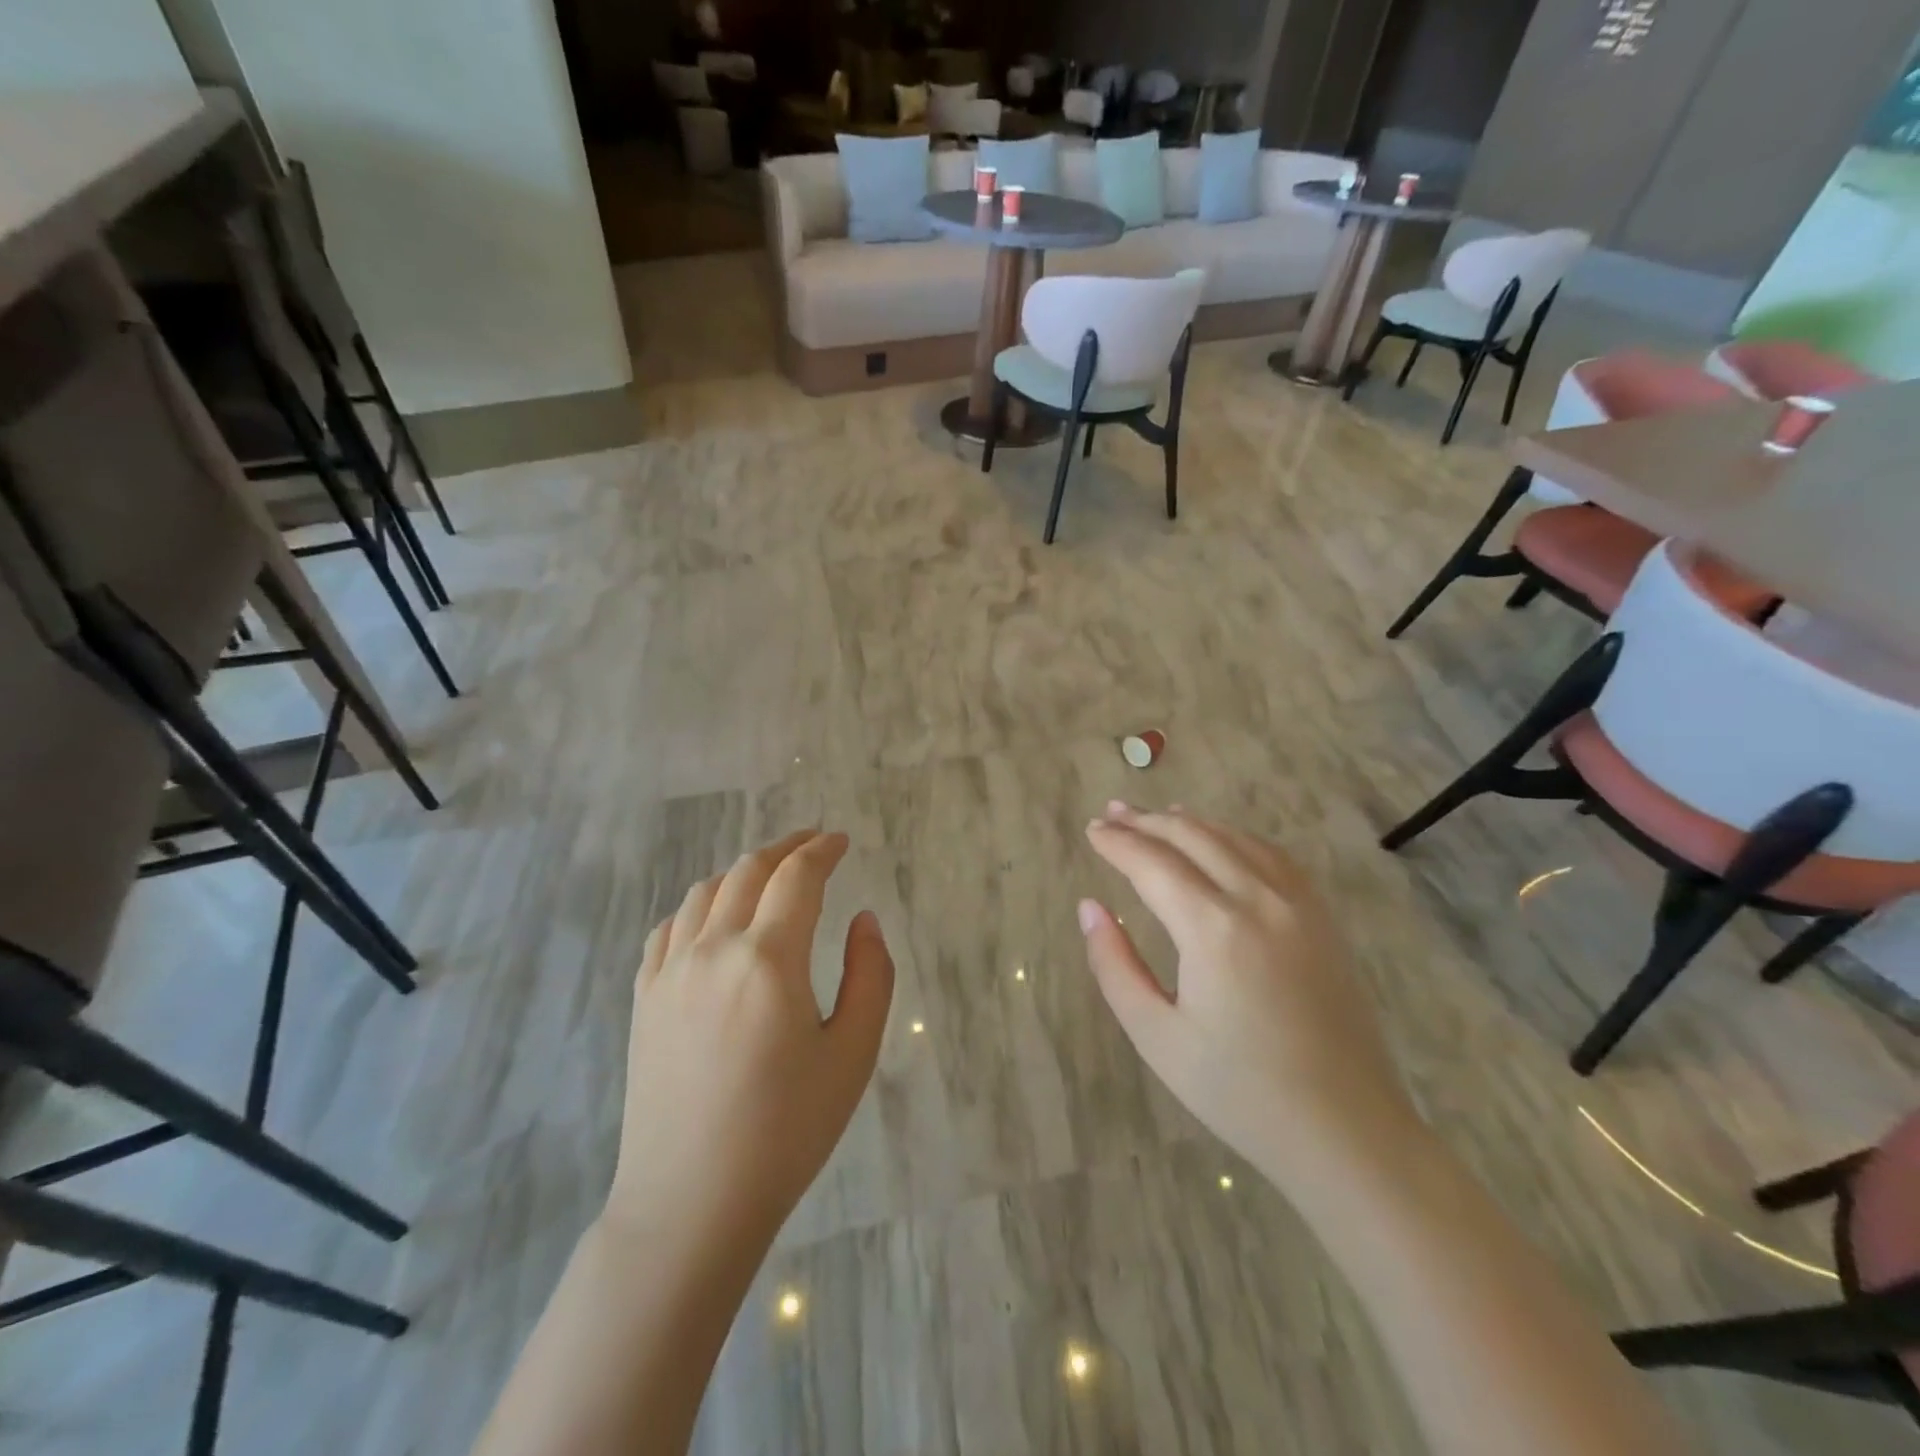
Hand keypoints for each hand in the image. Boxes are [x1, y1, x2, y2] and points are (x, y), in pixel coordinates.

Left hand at [607, 830, 894, 1245]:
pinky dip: (699, 906)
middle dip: (785, 848)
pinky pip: (669, 928)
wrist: (690, 1202)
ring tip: (769, 877)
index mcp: (769, 958)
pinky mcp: (645, 1000)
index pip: (797, 877)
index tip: (841, 842)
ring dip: (742, 872)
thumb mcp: (852, 1053)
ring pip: (704, 892)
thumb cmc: (786, 1130)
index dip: (822, 850)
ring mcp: (670, 973)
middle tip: (813, 845)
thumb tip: (862, 919)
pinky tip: (713, 920)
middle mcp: (714, 949)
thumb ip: (870, 975)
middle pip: (749, 871)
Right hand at [1079, 804, 1413, 1176]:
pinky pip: (1274, 856)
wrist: (1346, 1130)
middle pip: (1193, 837)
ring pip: (1235, 838)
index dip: (1117, 843)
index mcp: (1213, 929)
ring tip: (1159, 816)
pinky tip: (1222, 841)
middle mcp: (1258, 900)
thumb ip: (1114, 965)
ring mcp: (1299, 905)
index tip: (1092, 832)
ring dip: (1191, 823)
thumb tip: (1090, 907)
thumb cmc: (1239, 1091)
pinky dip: (1237, 837)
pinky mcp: (1323, 918)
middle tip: (1113, 813)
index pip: (1153, 863)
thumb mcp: (1156, 1035)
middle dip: (1148, 821)